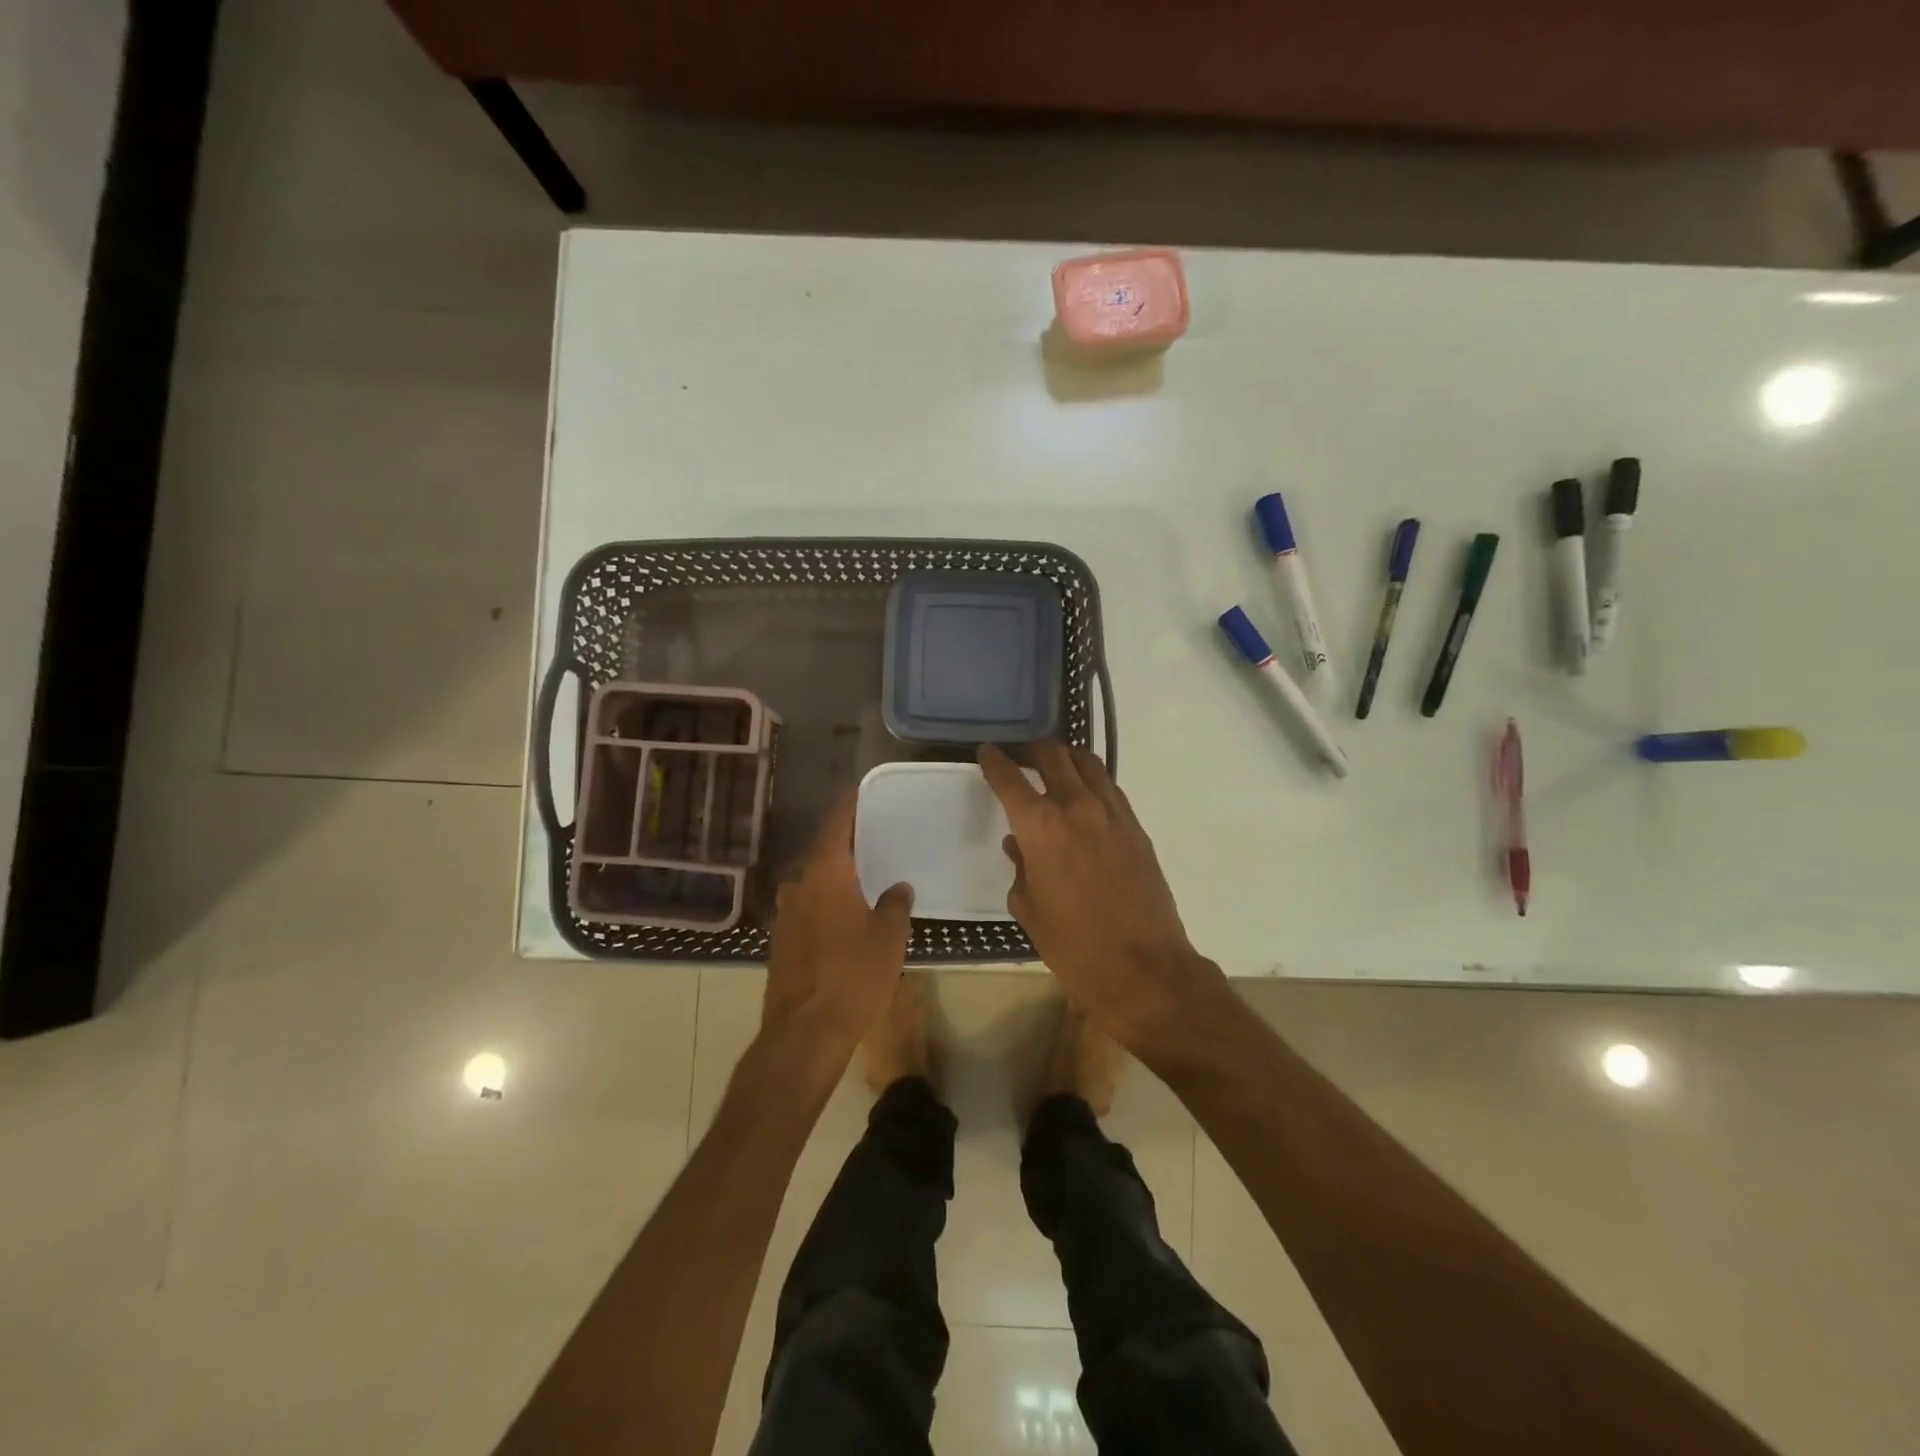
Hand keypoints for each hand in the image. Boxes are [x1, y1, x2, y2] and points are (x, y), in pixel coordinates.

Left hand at [764, 793, 913, 1058]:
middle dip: (844, 845)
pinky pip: (806, 909)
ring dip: (833, 877)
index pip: (835, 824)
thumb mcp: (889, 937)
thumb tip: (897, 887)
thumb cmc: (854, 975)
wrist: (805, 1033)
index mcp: (825, 873)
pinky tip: (844, 918)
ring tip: (862, 879)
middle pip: (821, 852)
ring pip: (811, 883)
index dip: (848, 805)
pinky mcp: (780, 942)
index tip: (860, 791)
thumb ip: (895, 904)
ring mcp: (784, 915)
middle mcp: (798, 885)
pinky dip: (824, 903)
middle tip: (872, 840)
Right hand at [979, 742, 1224, 1054]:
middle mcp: (1077, 807)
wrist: (1144, 968)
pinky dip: (1092, 782)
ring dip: (1066, 759)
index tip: (987, 752)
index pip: (1010, 778)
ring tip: (1054, 770)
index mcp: (1041, 827)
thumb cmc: (1074, 946)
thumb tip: (1018, 847)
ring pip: (1088, 763)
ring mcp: (1113, 814)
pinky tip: (1084, 799)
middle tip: (1021, 758)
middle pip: (1053, 755)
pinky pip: (1110, 789)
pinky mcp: (1137, 827)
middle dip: (1033, 750)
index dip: (995, 761)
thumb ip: (1020, 869)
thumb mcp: (1030, 910)